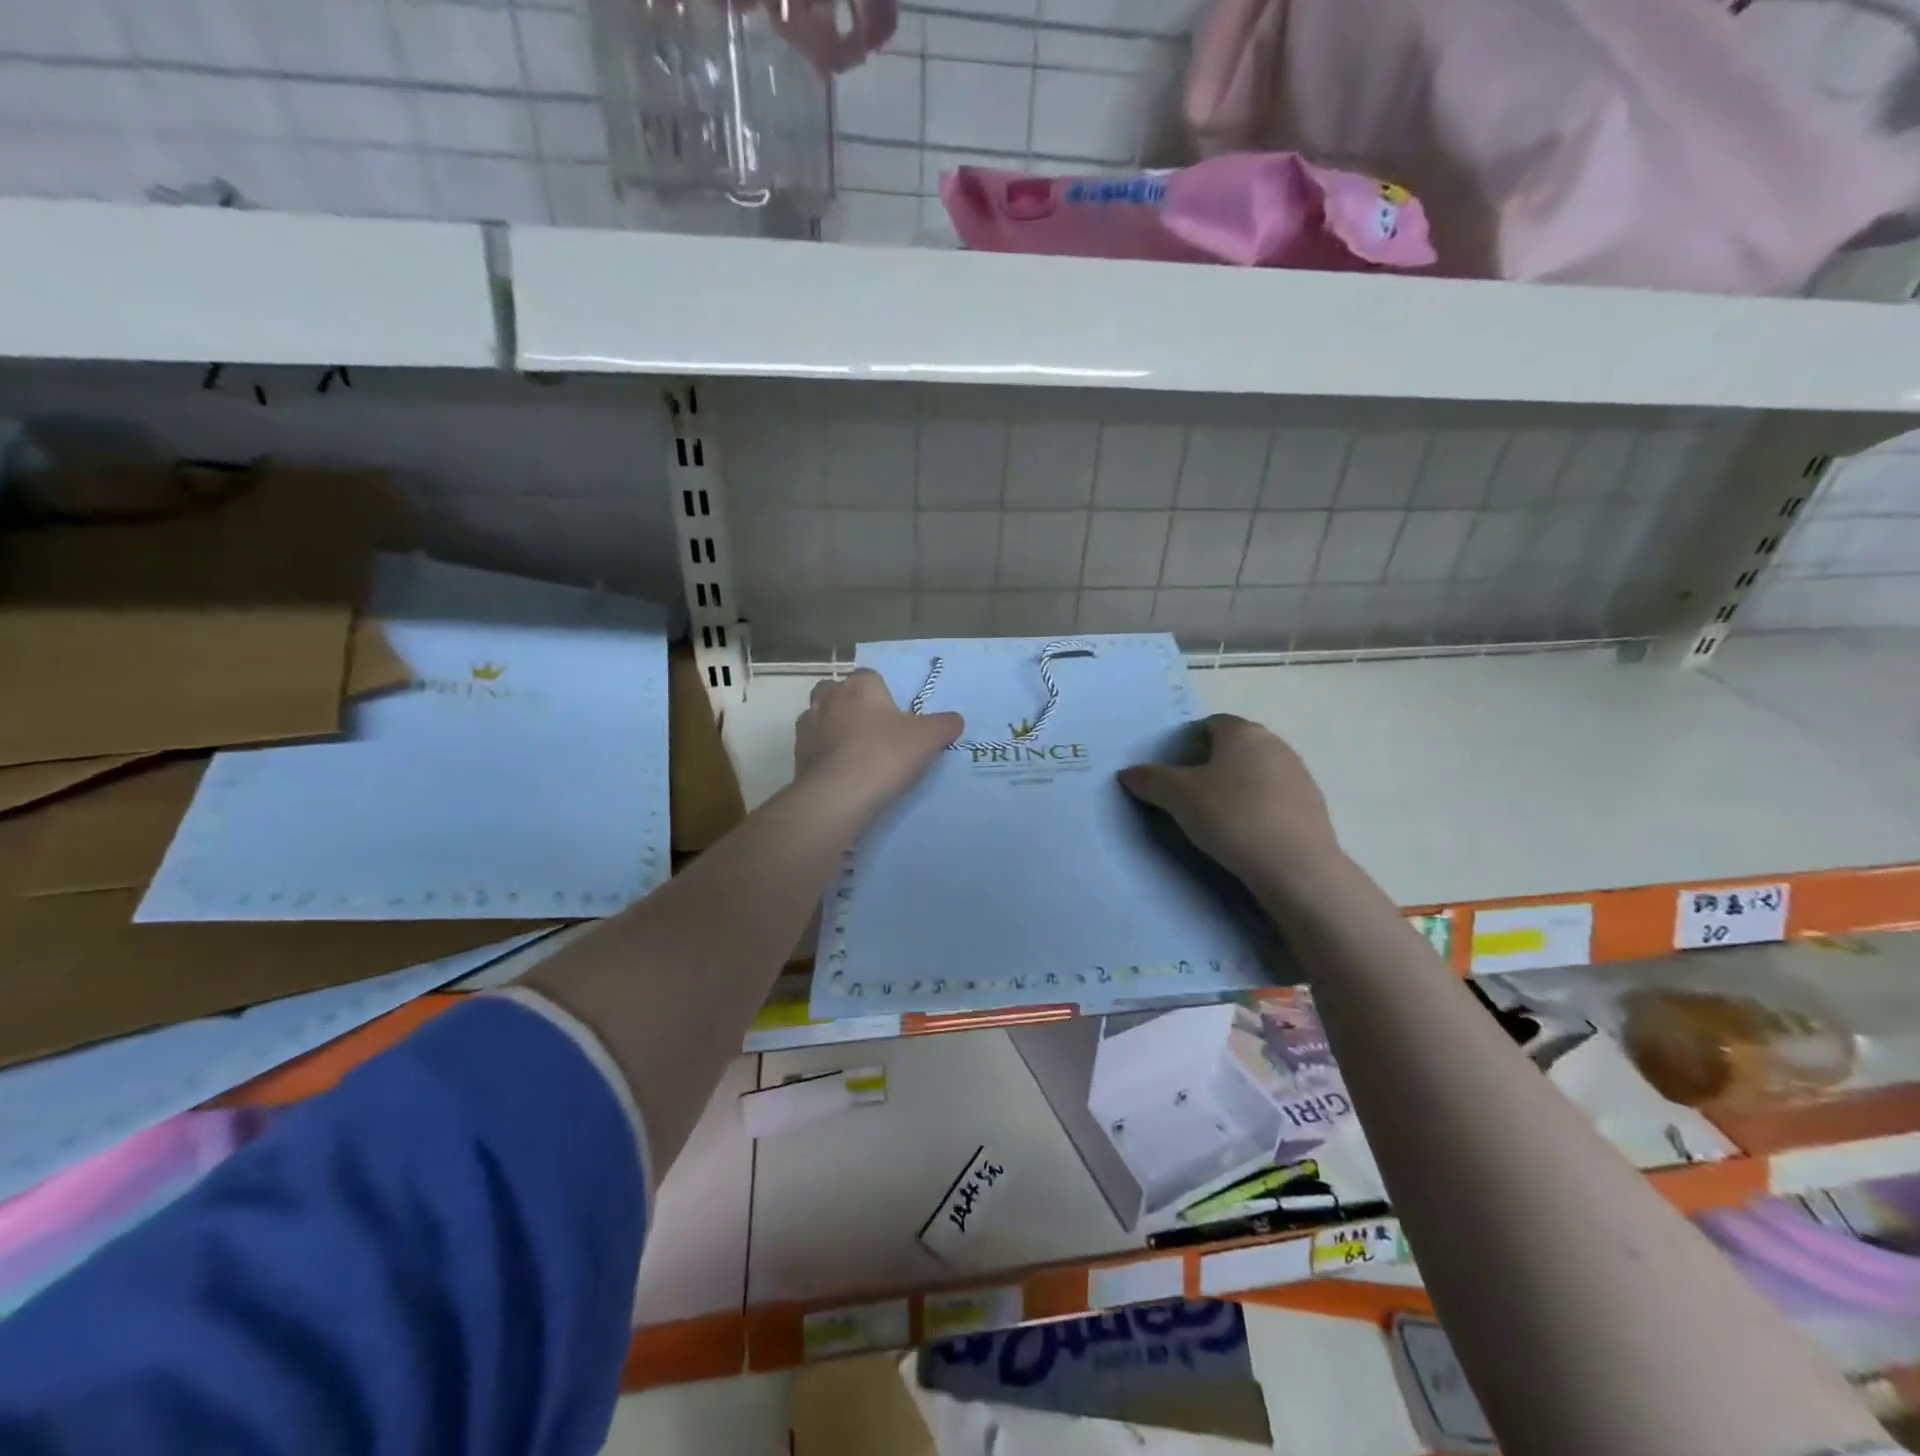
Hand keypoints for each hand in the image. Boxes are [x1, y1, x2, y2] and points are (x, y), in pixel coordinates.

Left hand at [795, 669, 961, 816]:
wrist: (838, 795)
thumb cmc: (884, 755)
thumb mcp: (928, 739)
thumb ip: (945, 725)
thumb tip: (954, 720)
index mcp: (861, 685)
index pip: (871, 676)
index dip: (883, 694)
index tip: (895, 716)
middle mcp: (829, 696)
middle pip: (839, 691)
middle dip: (852, 705)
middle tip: (873, 730)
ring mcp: (808, 724)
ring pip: (821, 716)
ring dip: (834, 727)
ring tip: (855, 752)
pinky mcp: (797, 752)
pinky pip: (813, 744)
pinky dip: (824, 752)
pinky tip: (841, 771)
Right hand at [1118, 714, 1342, 892]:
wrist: (1296, 867)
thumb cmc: (1232, 817)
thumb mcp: (1178, 797)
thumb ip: (1150, 779)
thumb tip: (1128, 773)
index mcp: (1243, 732)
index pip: (1210, 724)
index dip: (1187, 744)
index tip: (1174, 774)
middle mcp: (1275, 744)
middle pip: (1234, 748)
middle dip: (1211, 766)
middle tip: (1188, 797)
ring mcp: (1299, 774)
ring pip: (1255, 773)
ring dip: (1236, 789)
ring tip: (1216, 820)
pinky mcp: (1312, 806)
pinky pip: (1274, 799)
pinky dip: (1257, 809)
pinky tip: (1245, 835)